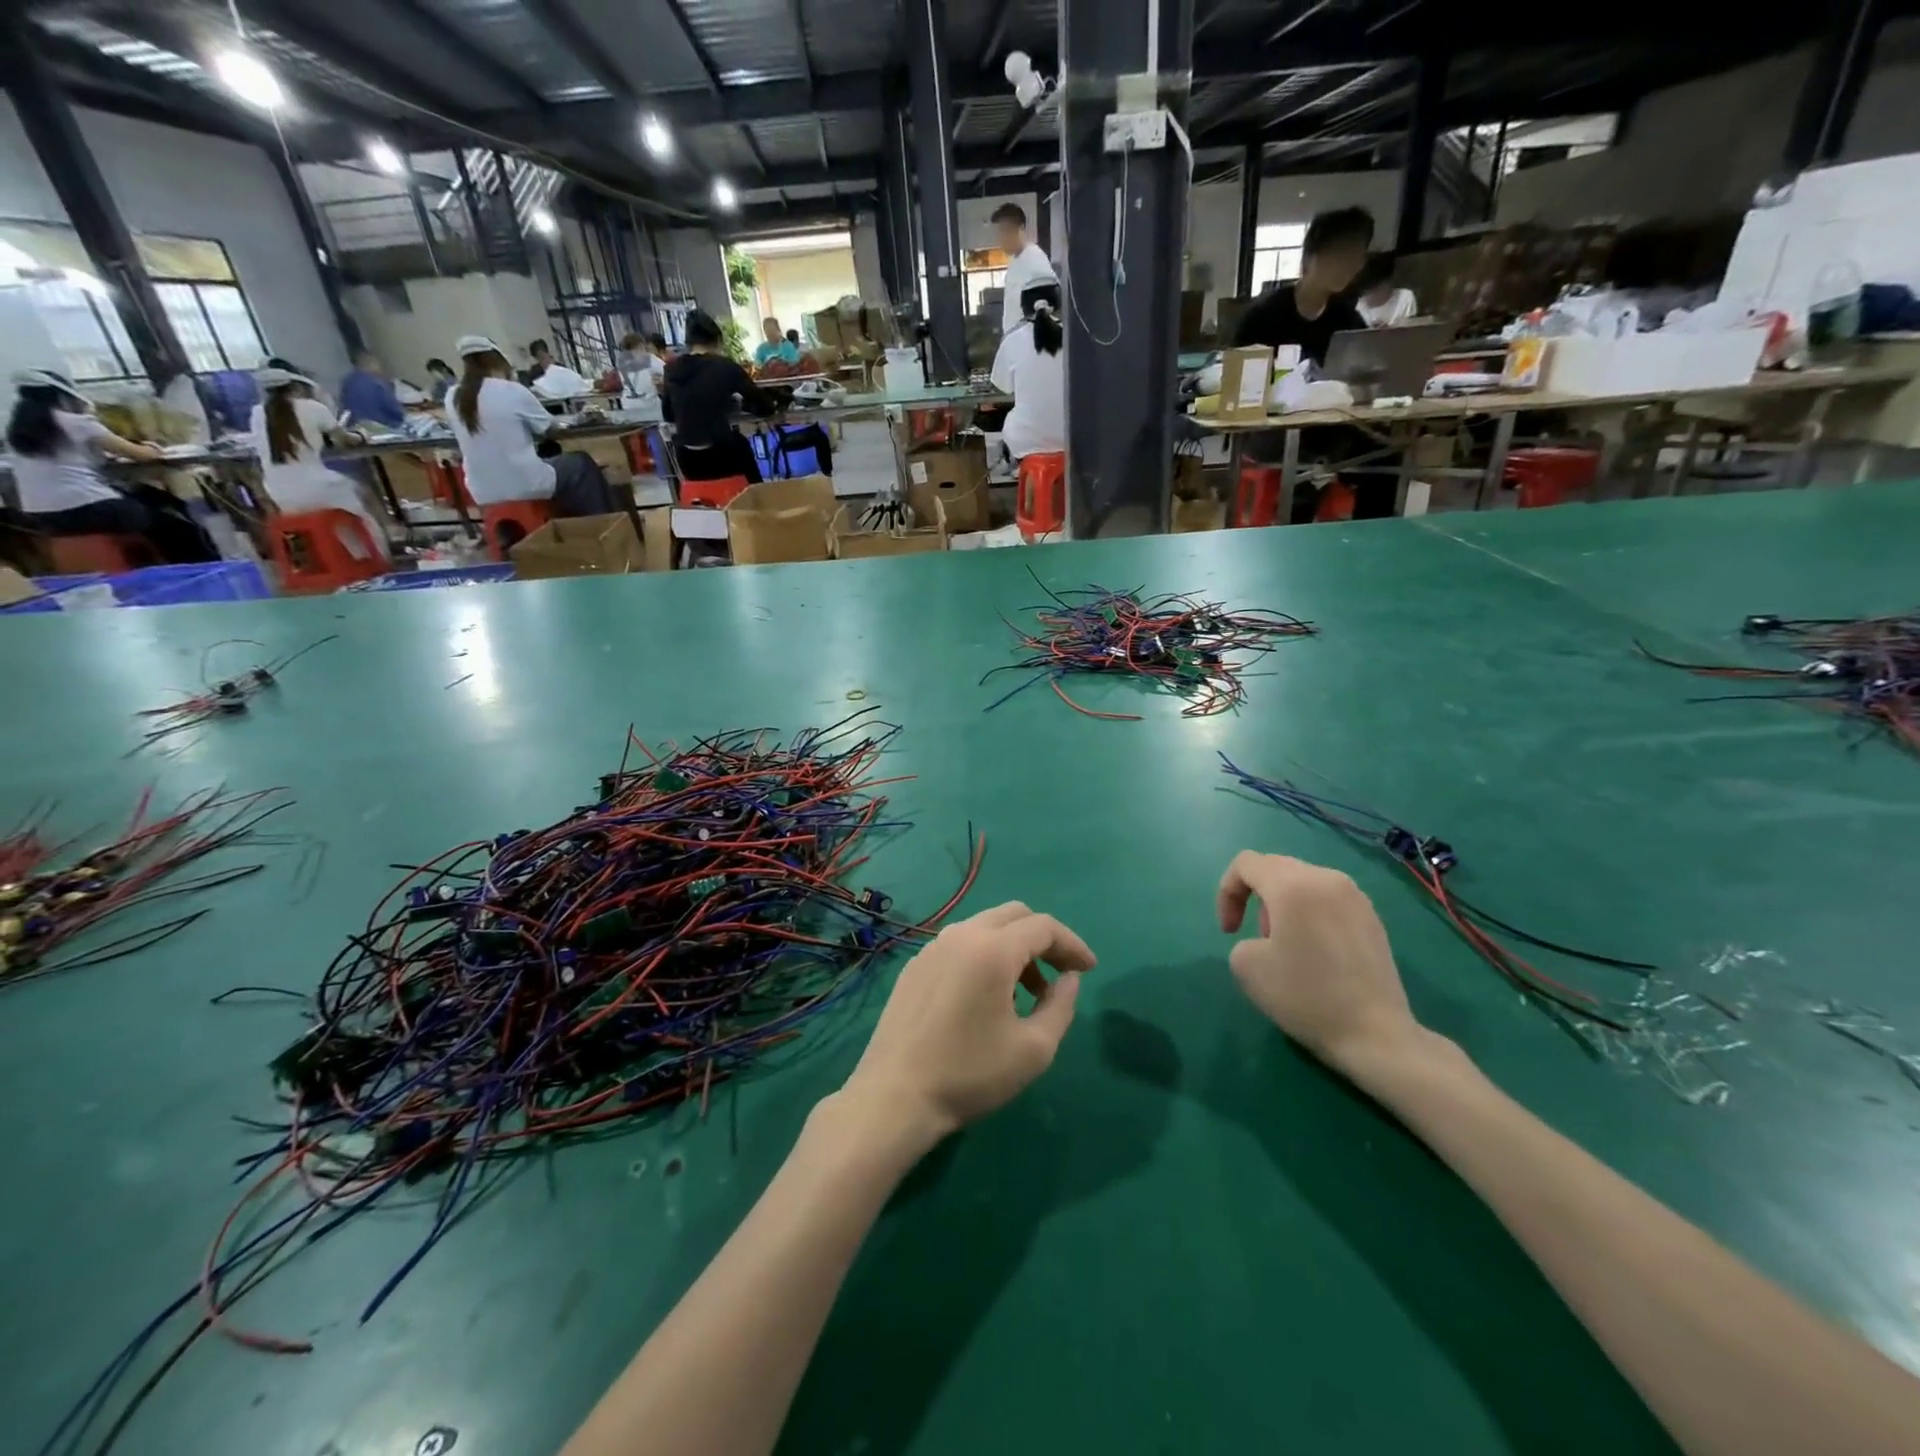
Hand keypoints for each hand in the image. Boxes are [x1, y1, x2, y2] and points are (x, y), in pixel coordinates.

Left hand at [841, 903, 1094, 1145]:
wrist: (895, 1096)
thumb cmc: (970, 1074)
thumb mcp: (1034, 1049)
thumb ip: (1061, 1006)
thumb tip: (1069, 978)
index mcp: (992, 949)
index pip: (1043, 926)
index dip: (1072, 944)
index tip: (1089, 970)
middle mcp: (961, 935)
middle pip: (1014, 915)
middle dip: (1044, 939)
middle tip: (1061, 974)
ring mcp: (933, 947)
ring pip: (985, 928)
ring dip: (1014, 949)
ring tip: (1027, 994)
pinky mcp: (915, 966)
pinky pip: (961, 945)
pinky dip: (986, 957)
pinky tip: (987, 998)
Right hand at [1217, 852, 1422, 1078]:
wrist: (1375, 1035)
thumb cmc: (1305, 996)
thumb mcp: (1246, 966)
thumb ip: (1244, 937)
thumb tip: (1269, 938)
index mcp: (1293, 885)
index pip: (1246, 863)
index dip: (1227, 892)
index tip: (1231, 932)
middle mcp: (1327, 879)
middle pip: (1276, 867)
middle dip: (1255, 898)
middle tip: (1258, 937)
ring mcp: (1355, 897)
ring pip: (1303, 882)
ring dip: (1283, 905)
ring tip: (1288, 946)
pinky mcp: (1373, 918)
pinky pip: (1328, 900)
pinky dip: (1310, 914)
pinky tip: (1317, 953)